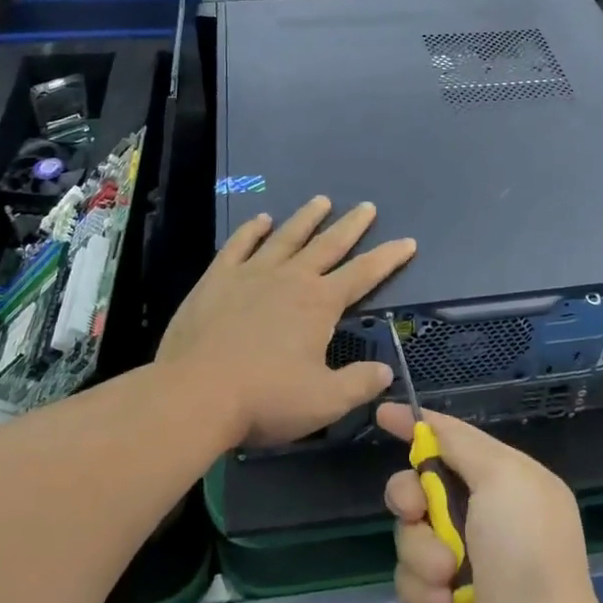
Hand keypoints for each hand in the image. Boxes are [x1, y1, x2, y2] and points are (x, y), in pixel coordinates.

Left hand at [157, 196, 415, 447]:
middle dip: (351, 226)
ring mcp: (252, 273)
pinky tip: (262, 220)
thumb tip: (386, 370)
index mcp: (319, 303)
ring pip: (287, 236)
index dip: (388, 258)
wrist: (195, 394)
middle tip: (367, 206)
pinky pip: (239, 245)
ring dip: (306, 218)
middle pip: (328, 244)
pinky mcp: (218, 278)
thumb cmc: (265, 399)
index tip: (407, 241)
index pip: (364, 274)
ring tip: (322, 200)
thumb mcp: (324, 402)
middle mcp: (290, 278)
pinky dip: (252, 230)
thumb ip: (359, 383)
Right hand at [379, 403, 602, 602]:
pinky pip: (406, 574)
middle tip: (417, 509)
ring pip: (406, 530)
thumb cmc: (524, 549)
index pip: (452, 439)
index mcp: (503, 480)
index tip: (383, 414)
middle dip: (409, 494)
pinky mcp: (437, 597)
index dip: (418, 426)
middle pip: (417, 482)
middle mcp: (479, 514)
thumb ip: (460, 443)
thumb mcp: (502, 475)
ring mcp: (456, 557)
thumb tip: (426, 422)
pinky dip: (423, 587)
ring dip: (422, 550)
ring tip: (448, 575)